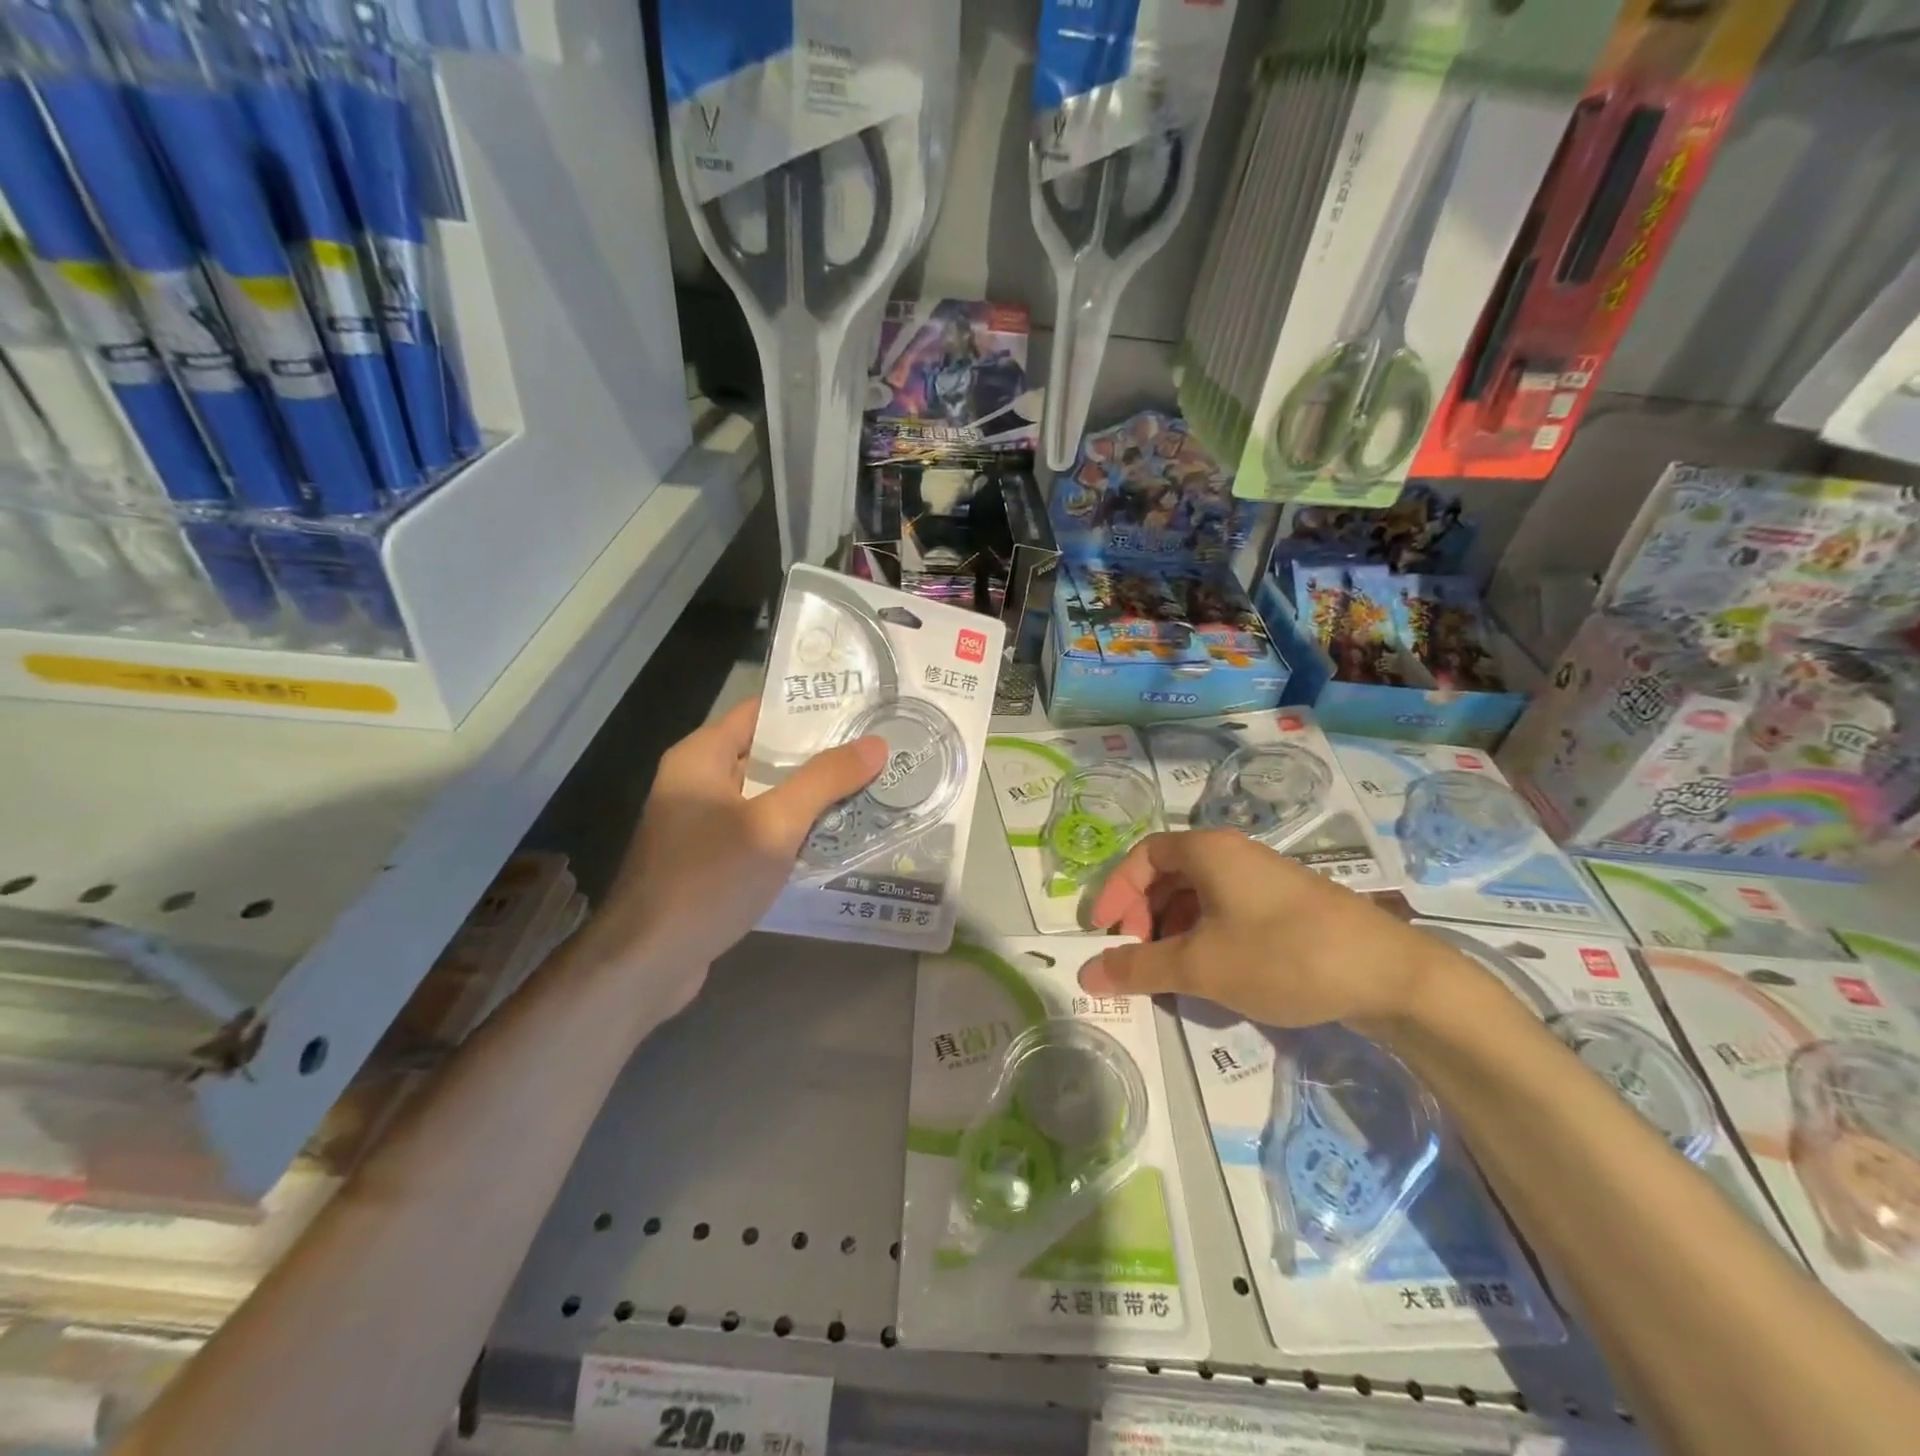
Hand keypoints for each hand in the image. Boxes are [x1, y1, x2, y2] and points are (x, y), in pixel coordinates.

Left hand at [582, 699, 884, 1016]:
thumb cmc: (708, 879)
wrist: (649, 962)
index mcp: (701, 758)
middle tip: (876, 751)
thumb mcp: (774, 825)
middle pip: (767, 755)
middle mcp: (698, 782)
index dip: (808, 709)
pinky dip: (794, 831)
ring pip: (767, 797)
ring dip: (811, 797)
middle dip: (820, 755)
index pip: (760, 713)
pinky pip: (761, 831)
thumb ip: (824, 781)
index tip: (859, 709)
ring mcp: (703, 824)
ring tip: (869, 788)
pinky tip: (836, 837)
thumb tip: (876, 743)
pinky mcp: (712, 861)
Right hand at [1082, 830, 1452, 1029]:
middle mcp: (1234, 854)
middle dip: (1143, 915)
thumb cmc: (1282, 955)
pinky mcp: (1287, 907)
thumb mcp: (1200, 966)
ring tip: (1170, 973)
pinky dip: (1205, 937)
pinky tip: (1211, 974)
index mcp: (1208, 851)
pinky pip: (1227, 912)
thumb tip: (1087, 973)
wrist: (1390, 975)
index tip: (1103, 932)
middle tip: (1136, 956)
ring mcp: (1264, 879)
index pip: (1143, 856)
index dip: (1116, 891)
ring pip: (1199, 896)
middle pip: (1169, 875)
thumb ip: (1139, 967)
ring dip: (1173, 930)